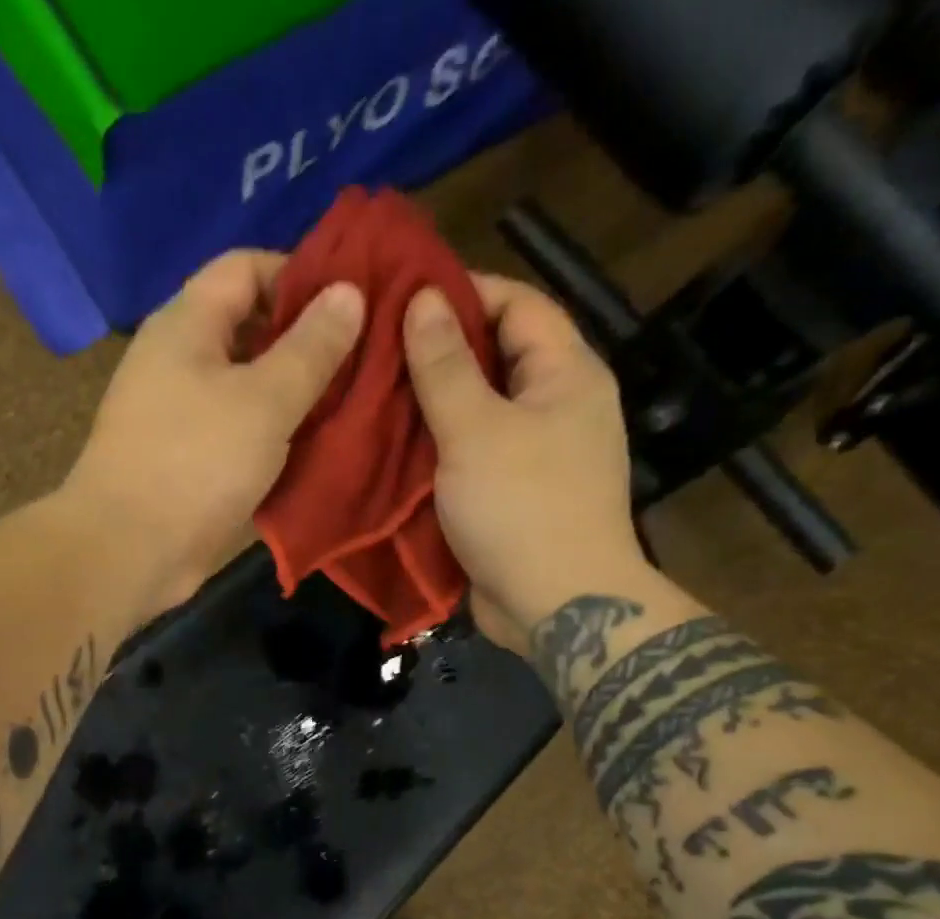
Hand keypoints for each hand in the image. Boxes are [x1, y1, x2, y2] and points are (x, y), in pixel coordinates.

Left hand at [65, 250, 364, 619]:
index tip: (351, 304)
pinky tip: (313, 450)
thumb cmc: (196, 463)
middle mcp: (178, 361)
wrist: (129, 552)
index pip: (245, 268)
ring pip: (246, 388)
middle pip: (248, 329)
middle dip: (305, 342)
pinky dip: (272, 437)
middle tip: (362, 361)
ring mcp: (179, 415)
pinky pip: (237, 433)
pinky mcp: (186, 463)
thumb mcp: (265, 400)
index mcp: (186, 324)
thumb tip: (350, 291)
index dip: (300, 275)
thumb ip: (311, 347)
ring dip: (293, 396)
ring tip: (350, 406)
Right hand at [403, 275, 642, 651]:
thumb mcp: (475, 429)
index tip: (402, 297)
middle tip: (375, 350)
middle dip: (439, 353)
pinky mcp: (515, 497)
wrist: (556, 606)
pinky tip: (394, 449)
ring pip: (480, 412)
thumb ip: (445, 366)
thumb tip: (423, 299)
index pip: (518, 304)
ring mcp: (538, 455)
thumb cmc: (521, 507)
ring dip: (433, 406)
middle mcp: (558, 406)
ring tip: (373, 396)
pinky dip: (439, 450)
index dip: (464, 292)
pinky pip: (474, 457)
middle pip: (497, 358)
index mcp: (566, 374)